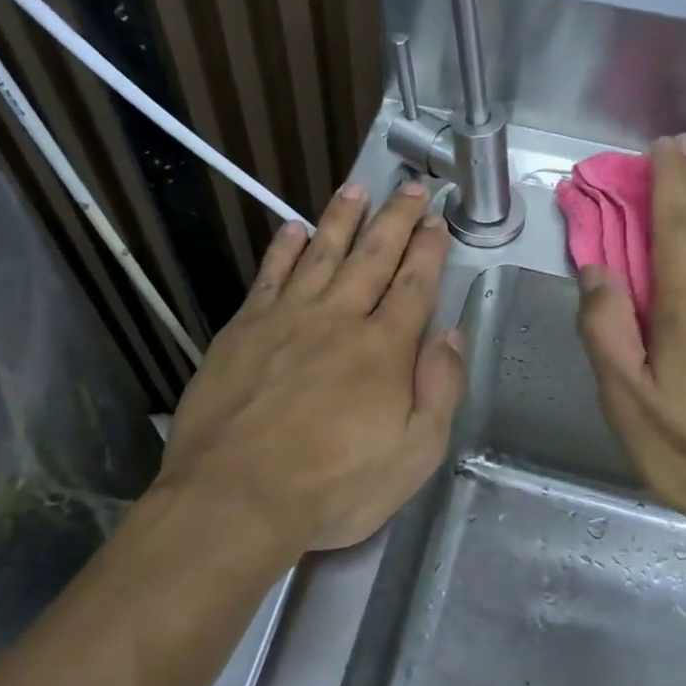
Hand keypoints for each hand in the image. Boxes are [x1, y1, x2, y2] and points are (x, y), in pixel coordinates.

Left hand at [158, 181, 463, 552]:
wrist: (235, 498)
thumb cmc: (334, 487)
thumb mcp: (414, 454)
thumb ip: (438, 388)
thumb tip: (450, 334)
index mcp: (384, 349)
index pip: (414, 285)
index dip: (429, 249)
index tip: (437, 220)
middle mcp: (338, 319)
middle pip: (372, 257)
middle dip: (396, 219)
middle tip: (411, 186)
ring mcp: (286, 319)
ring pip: (321, 254)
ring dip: (342, 218)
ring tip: (357, 188)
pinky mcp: (243, 330)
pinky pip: (269, 276)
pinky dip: (284, 250)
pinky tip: (293, 229)